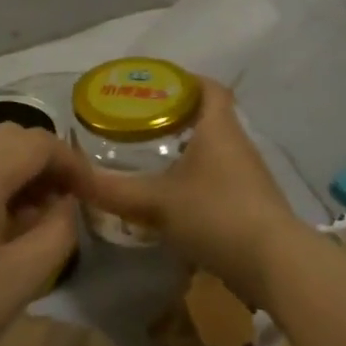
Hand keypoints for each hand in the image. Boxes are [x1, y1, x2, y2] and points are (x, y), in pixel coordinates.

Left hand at [0, 125, 81, 345]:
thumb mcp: (17, 279)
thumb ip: (55, 236)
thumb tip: (63, 208)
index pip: (41, 143)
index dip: (75, 165)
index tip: (93, 198)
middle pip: (10, 139)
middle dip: (45, 165)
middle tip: (63, 206)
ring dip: (15, 176)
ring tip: (30, 222)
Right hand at [76, 78, 298, 301]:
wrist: (273, 264)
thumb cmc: (215, 214)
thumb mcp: (156, 202)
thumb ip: (113, 190)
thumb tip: (72, 178)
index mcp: (219, 129)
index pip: (208, 88)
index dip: (184, 81)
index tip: (155, 86)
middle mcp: (238, 145)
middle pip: (210, 119)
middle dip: (177, 118)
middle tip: (140, 125)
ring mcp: (249, 177)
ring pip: (215, 152)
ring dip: (187, 152)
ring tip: (151, 160)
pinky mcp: (252, 206)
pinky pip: (220, 181)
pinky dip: (197, 181)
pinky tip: (174, 200)